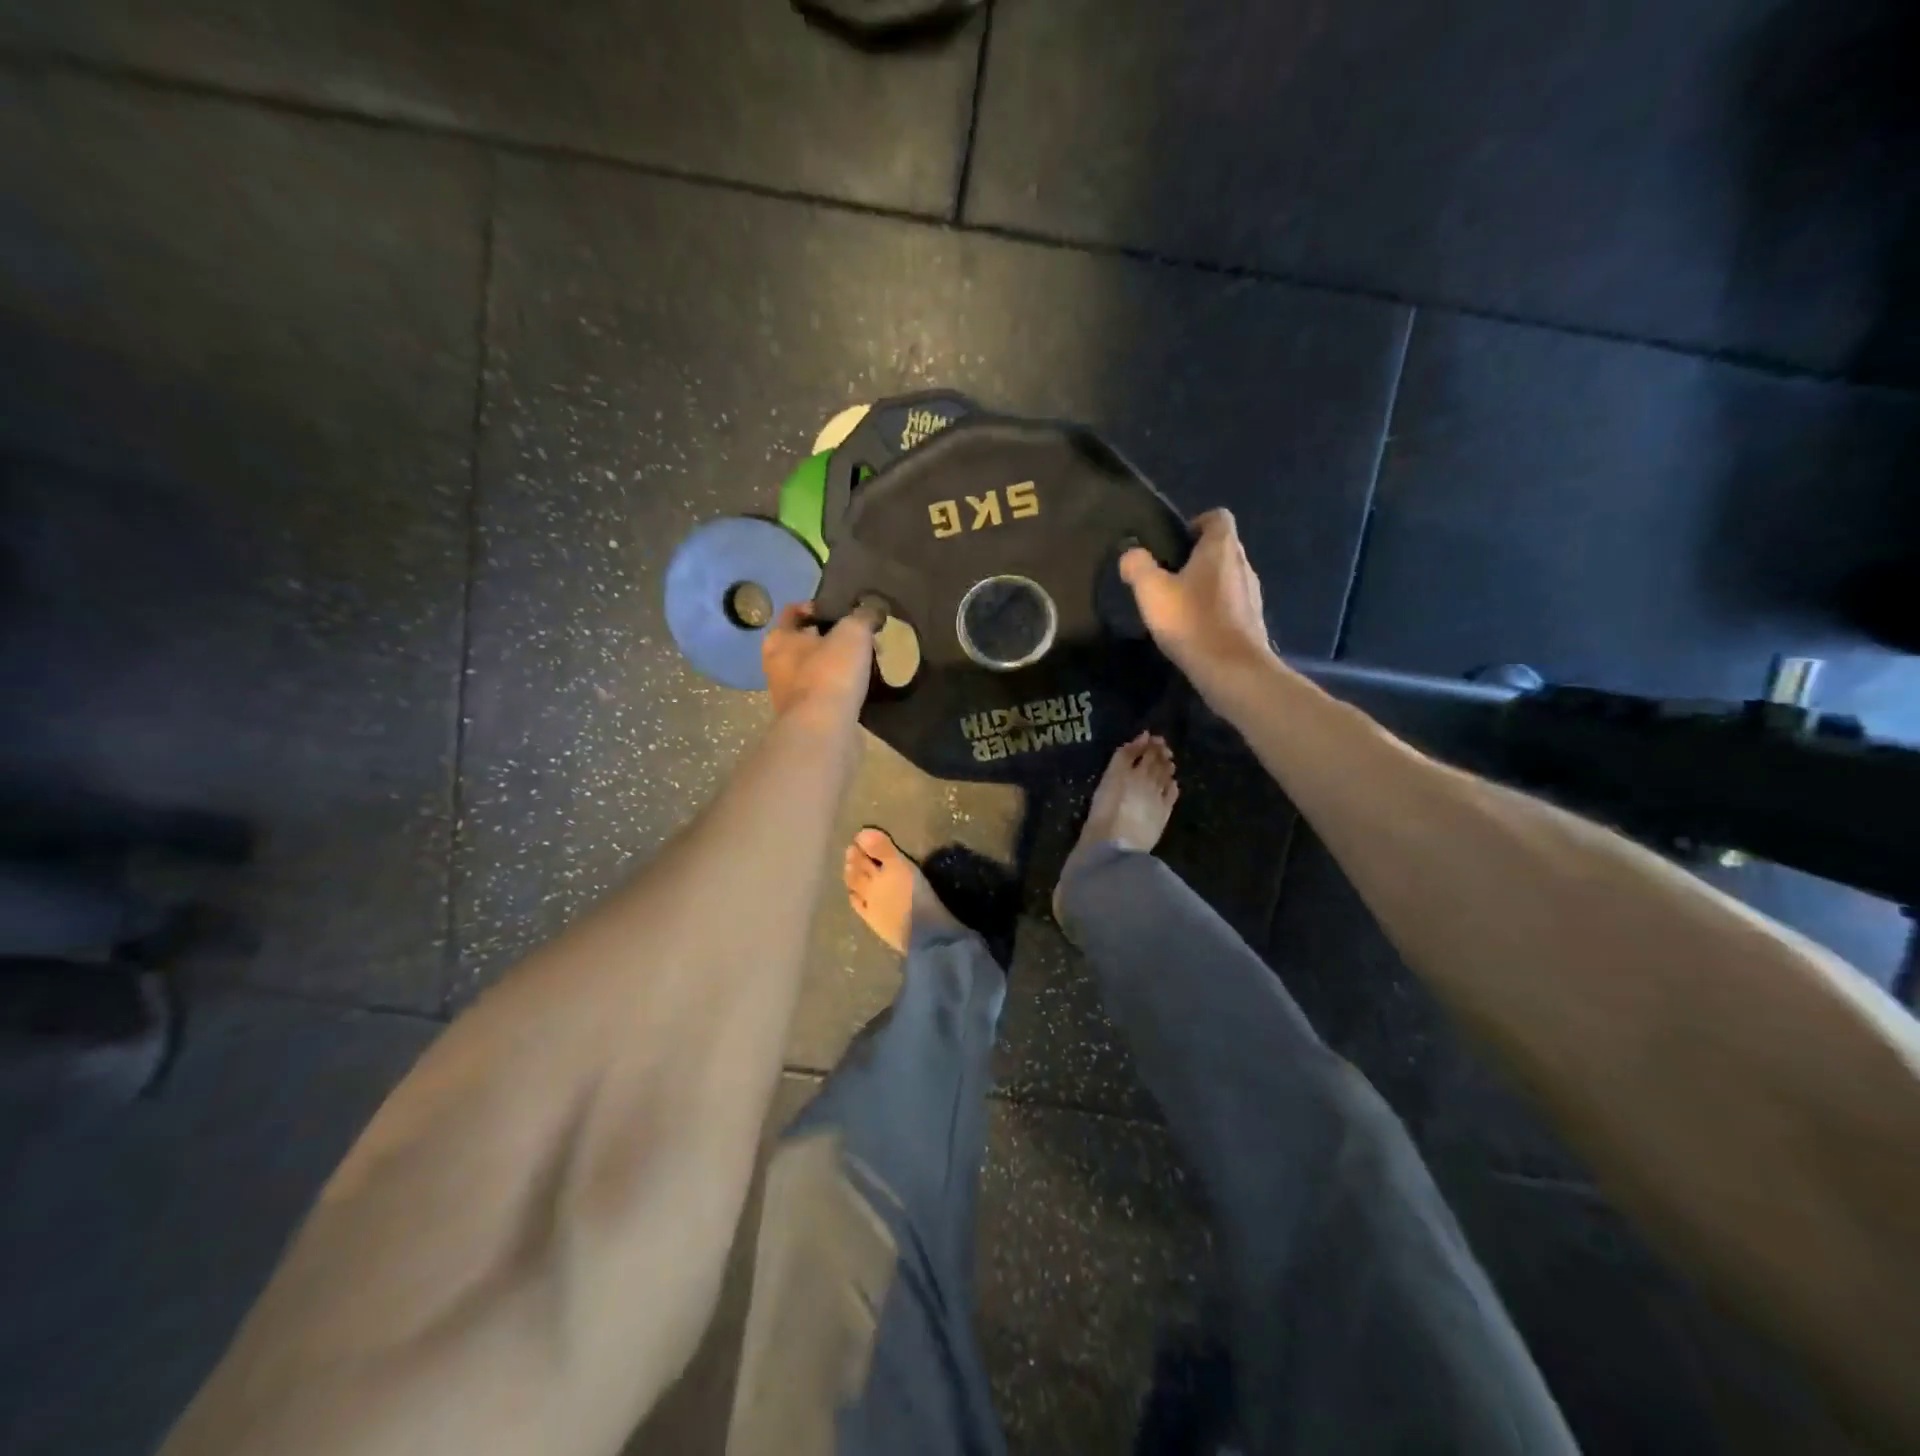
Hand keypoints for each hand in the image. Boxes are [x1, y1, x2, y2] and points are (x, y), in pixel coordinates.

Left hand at [762, 602, 879, 719]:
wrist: (824, 730)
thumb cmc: (830, 672)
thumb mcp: (853, 632)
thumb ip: (864, 616)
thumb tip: (873, 609)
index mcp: (779, 639)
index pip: (794, 612)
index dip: (819, 607)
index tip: (845, 610)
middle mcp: (777, 665)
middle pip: (806, 642)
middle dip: (832, 638)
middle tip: (861, 638)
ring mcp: (790, 695)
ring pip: (817, 670)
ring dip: (838, 665)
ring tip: (867, 664)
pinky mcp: (807, 718)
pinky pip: (826, 695)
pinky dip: (841, 690)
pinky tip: (863, 689)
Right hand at [1120, 510, 1275, 689]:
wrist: (1232, 669)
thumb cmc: (1191, 621)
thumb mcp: (1151, 591)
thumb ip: (1137, 566)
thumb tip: (1131, 554)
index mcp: (1221, 548)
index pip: (1217, 517)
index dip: (1195, 523)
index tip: (1174, 544)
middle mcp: (1243, 564)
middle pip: (1222, 547)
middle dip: (1197, 557)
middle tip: (1168, 577)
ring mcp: (1252, 594)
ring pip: (1227, 577)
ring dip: (1207, 584)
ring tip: (1180, 605)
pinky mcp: (1253, 620)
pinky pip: (1232, 603)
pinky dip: (1215, 609)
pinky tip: (1195, 629)